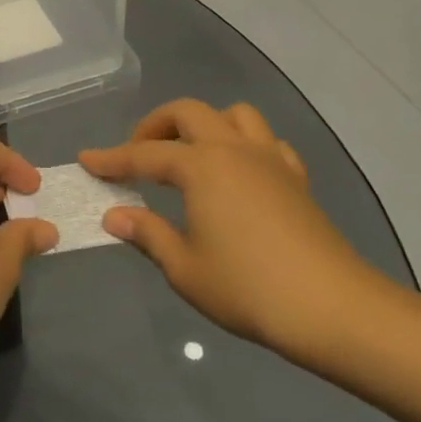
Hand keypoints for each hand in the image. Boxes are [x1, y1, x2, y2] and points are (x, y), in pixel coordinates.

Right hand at [80, 100, 387, 358]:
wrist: (334, 309)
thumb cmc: (248, 288)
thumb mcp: (184, 268)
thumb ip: (147, 234)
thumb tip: (115, 216)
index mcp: (201, 166)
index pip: (143, 155)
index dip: (111, 159)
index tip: (86, 160)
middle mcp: (233, 150)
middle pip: (188, 113)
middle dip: (154, 126)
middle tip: (137, 155)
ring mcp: (270, 160)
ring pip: (233, 115)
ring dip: (204, 124)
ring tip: (188, 155)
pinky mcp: (296, 179)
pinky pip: (267, 142)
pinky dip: (244, 145)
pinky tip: (237, 174)